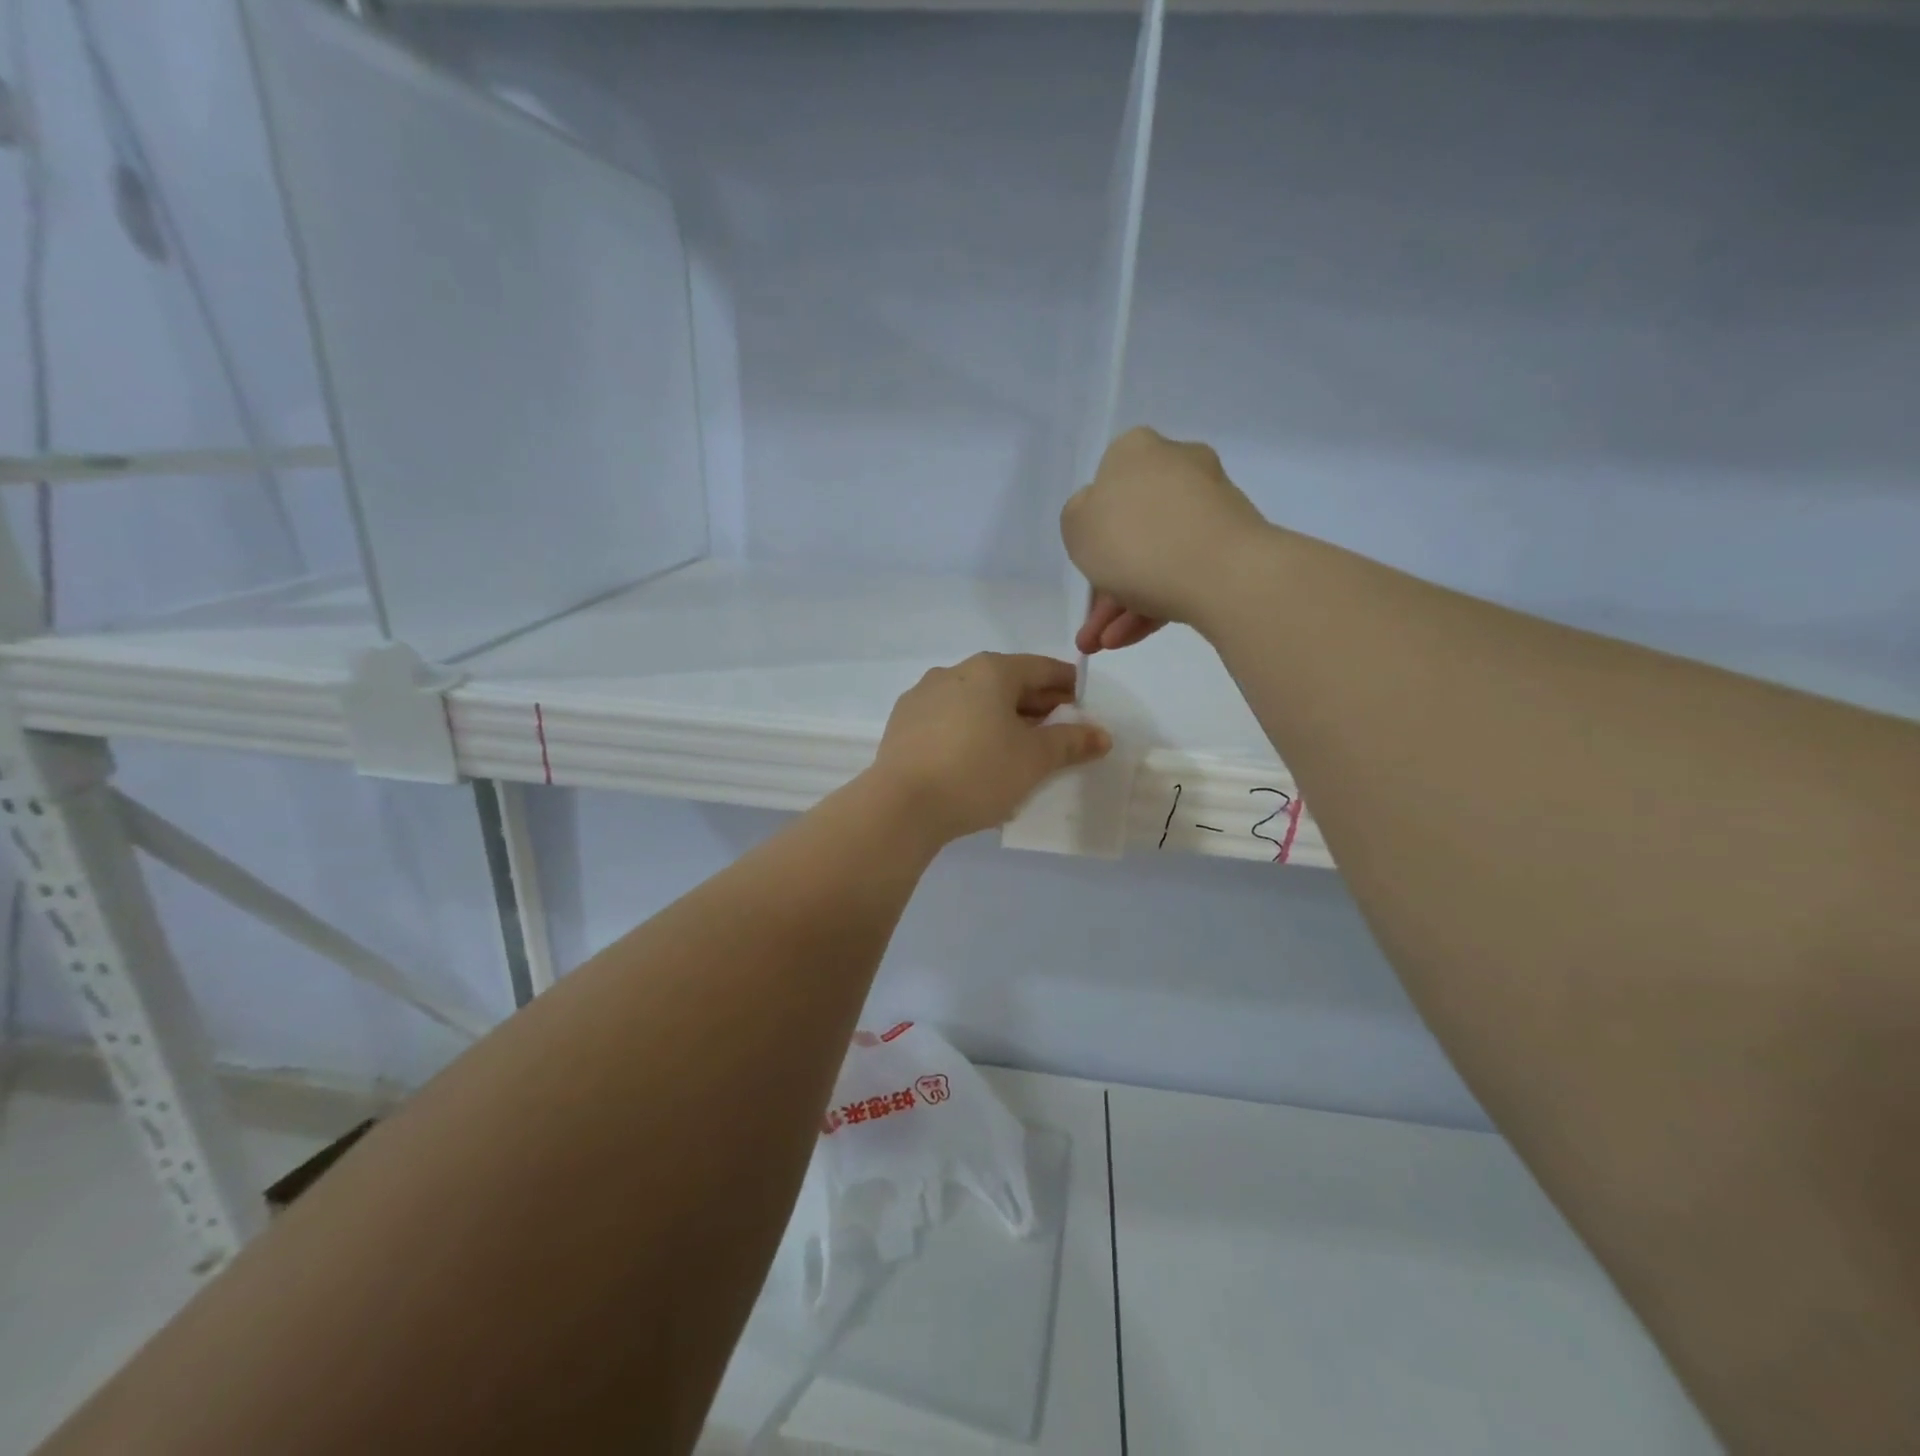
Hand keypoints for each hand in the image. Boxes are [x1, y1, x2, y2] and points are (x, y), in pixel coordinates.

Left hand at [870, 653, 1111, 841]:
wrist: (902, 805)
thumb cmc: (978, 772)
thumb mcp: (1034, 759)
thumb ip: (1070, 742)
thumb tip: (1100, 734)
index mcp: (990, 670)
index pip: (1041, 668)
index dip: (1067, 685)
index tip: (1082, 705)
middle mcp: (954, 672)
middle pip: (1006, 682)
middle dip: (1035, 704)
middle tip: (1056, 731)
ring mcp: (923, 696)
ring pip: (975, 700)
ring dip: (1000, 718)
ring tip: (1017, 748)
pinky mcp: (903, 723)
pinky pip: (948, 719)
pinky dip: (970, 729)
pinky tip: (976, 757)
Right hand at [1061, 426, 1269, 654]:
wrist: (1224, 573)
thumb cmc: (1136, 540)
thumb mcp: (1078, 526)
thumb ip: (1080, 517)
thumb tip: (1103, 518)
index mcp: (1136, 450)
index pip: (1105, 483)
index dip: (1091, 528)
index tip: (1086, 564)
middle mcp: (1177, 466)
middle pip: (1131, 527)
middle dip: (1106, 583)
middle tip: (1092, 625)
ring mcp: (1210, 505)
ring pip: (1155, 556)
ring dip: (1124, 604)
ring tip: (1105, 644)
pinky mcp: (1232, 542)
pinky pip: (1182, 571)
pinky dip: (1155, 603)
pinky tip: (1132, 638)